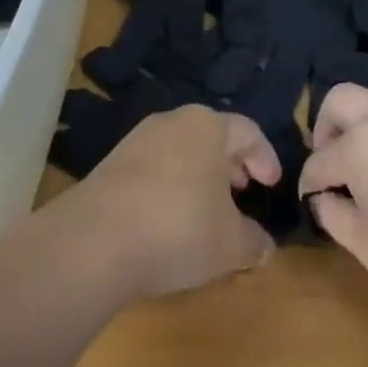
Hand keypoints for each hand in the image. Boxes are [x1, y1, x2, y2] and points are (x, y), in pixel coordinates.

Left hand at [67, 105, 280, 299]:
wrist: (96, 240)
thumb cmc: (179, 229)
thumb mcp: (230, 244)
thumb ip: (253, 241)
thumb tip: (265, 245)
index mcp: (208, 126)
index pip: (248, 131)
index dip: (265, 157)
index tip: (271, 184)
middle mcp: (173, 121)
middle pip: (212, 135)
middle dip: (231, 163)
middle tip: (243, 191)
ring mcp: (139, 139)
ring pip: (182, 149)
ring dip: (200, 175)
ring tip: (208, 208)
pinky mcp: (112, 162)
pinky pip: (156, 165)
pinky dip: (172, 184)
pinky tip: (171, 218)